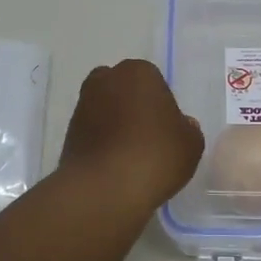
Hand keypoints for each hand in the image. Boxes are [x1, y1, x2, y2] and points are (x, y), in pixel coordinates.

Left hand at [58, 59, 203, 214]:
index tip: (167, 129)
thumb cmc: (155, 155)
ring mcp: (83, 105)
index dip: (162, 105)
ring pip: (105, 109)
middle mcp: (106, 79)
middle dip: (134, 107)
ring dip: (115, 125)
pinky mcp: (68, 132)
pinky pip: (93, 132)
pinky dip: (102, 143)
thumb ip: (188, 129)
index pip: (154, 81)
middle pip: (124, 90)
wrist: (104, 188)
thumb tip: (180, 125)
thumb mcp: (191, 144)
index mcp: (138, 72)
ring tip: (131, 156)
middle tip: (149, 137)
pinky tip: (115, 165)